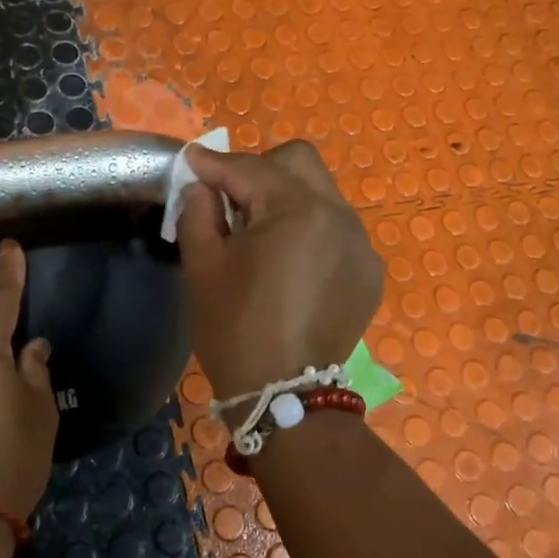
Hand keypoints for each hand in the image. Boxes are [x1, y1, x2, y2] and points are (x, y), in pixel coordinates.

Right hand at [176, 140, 383, 399]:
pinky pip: (337, 230)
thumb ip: (197, 211)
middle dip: (260, 170)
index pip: (250, 169)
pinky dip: (310, 232)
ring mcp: (361, 244)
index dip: (214, 164)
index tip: (189, 162)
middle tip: (230, 199)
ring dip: (286, 199)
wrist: (283, 395)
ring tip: (259, 235)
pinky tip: (290, 265)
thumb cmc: (235, 329)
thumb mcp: (202, 267)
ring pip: (321, 194)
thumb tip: (202, 185)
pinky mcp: (368, 272)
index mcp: (297, 210)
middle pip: (298, 163)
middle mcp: (340, 215)